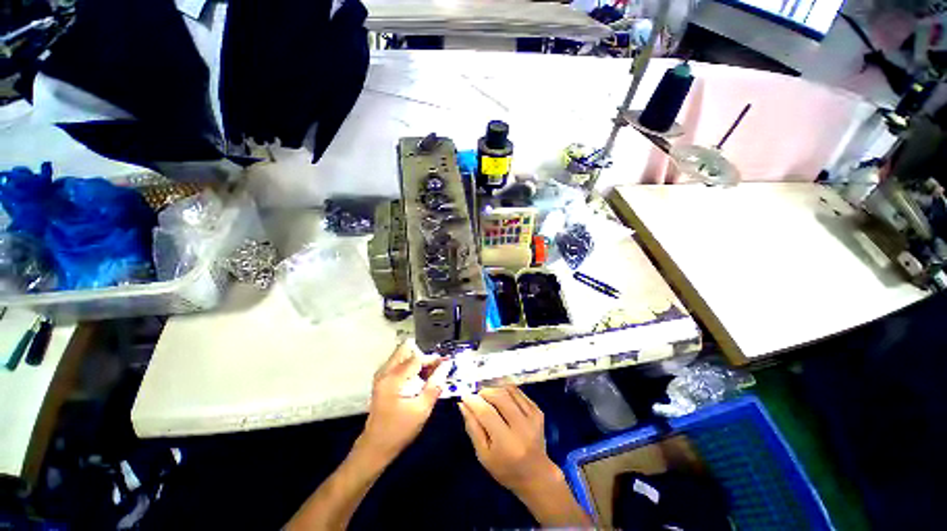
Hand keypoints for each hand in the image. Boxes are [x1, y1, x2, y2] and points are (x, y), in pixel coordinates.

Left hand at [360, 340, 449, 461]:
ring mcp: (381, 375)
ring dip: (416, 360)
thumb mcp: (422, 410)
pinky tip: (418, 379)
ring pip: (402, 354)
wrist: (375, 447)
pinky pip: (398, 363)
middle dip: (423, 356)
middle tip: (435, 367)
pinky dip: (410, 365)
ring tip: (428, 374)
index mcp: (393, 379)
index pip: (416, 358)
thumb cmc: (400, 430)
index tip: (445, 363)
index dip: (432, 359)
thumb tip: (446, 366)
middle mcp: (385, 372)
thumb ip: (435, 385)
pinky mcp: (381, 380)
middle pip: (406, 350)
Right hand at [459, 387, 591, 526]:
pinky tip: (501, 399)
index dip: (473, 402)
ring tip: (487, 397)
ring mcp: (533, 417)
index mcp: (507, 443)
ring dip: (495, 389)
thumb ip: (473, 428)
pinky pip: (518, 392)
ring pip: (509, 390)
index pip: (487, 413)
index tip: (464, 396)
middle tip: (476, 397)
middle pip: (500, 397)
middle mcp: (522, 427)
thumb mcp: (483, 455)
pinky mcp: (538, 411)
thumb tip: (463, 405)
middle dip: (484, 393)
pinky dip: (506, 391)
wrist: (536, 475)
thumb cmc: (505, 469)